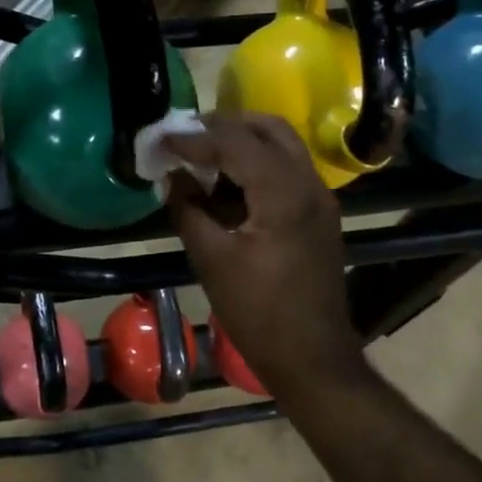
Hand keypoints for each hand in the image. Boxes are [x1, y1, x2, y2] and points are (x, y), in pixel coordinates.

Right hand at [164, 113, 359, 395]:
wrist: (312, 356)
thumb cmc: (258, 312)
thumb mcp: (211, 260)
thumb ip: (188, 210)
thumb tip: (172, 177)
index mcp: (283, 194)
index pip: (234, 143)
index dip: (193, 138)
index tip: (160, 139)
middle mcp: (309, 184)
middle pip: (267, 128)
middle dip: (223, 125)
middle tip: (185, 135)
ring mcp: (320, 197)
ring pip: (282, 145)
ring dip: (242, 140)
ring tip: (201, 152)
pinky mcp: (320, 213)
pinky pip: (288, 168)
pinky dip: (257, 161)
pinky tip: (227, 180)